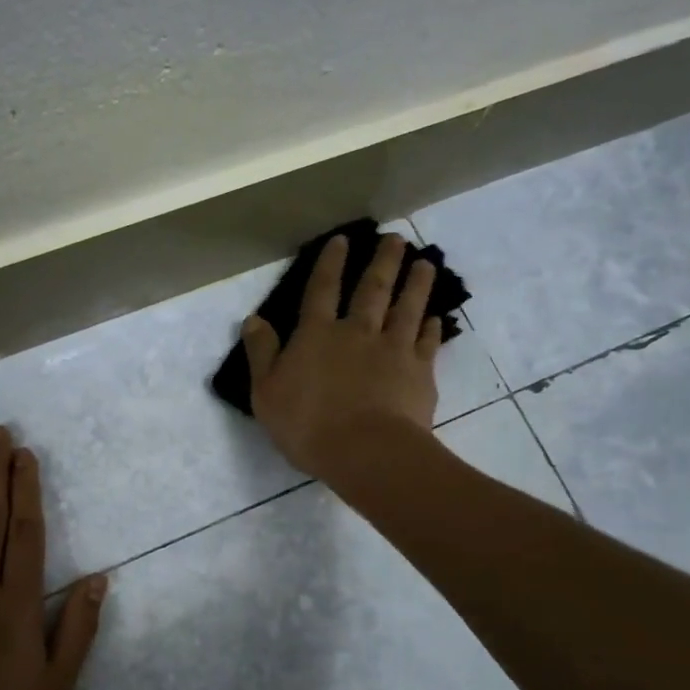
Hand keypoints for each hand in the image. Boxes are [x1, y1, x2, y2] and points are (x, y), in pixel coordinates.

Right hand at [241, 232, 442, 479]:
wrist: (365, 451)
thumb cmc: (307, 424)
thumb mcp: (266, 392)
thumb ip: (261, 353)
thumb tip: (253, 319)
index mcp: (317, 335)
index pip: (322, 290)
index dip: (331, 263)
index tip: (343, 240)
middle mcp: (357, 332)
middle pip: (372, 290)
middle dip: (383, 261)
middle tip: (396, 239)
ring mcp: (393, 349)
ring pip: (406, 307)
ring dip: (416, 284)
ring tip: (425, 263)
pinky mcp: (419, 371)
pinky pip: (427, 342)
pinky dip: (432, 327)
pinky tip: (435, 317)